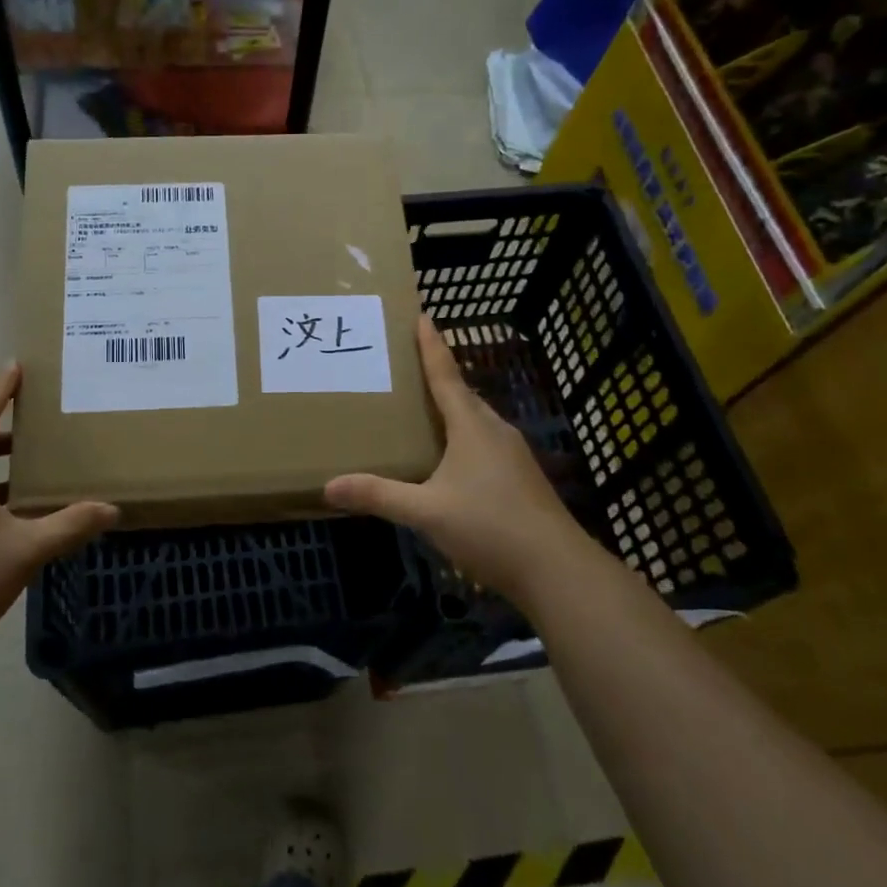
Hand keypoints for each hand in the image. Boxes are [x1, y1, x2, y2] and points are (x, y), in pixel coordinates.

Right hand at [325, 317, 588, 605]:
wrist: (557, 570)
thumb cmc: (490, 527)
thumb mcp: (426, 512)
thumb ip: (379, 496)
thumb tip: (329, 486)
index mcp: (472, 427)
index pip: (446, 376)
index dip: (432, 347)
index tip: (423, 316)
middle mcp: (495, 431)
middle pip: (463, 394)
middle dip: (438, 376)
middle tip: (407, 365)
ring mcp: (513, 455)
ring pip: (476, 420)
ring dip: (452, 408)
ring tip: (422, 409)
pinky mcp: (521, 478)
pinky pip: (484, 442)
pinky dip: (462, 436)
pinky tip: (449, 458)